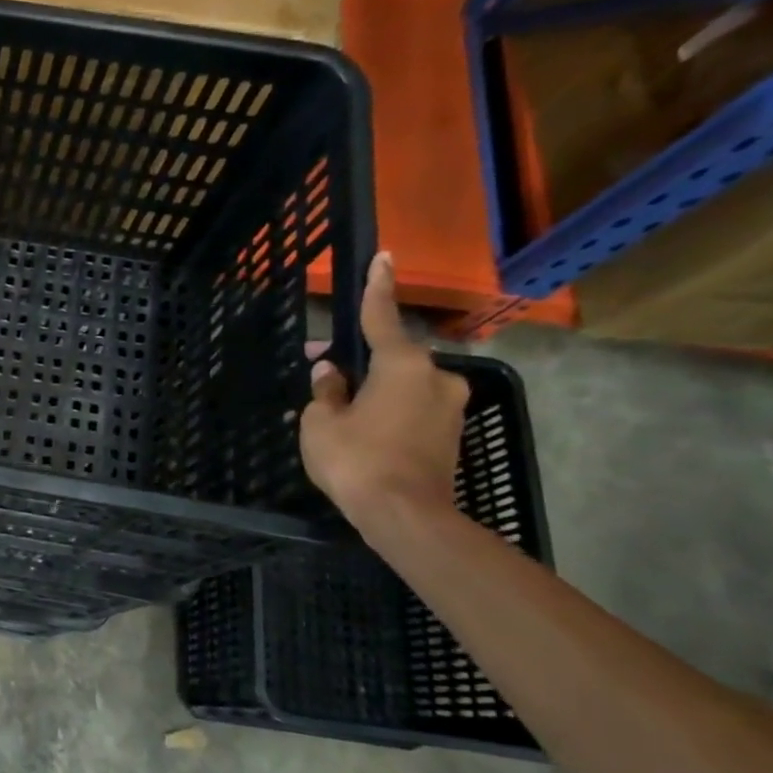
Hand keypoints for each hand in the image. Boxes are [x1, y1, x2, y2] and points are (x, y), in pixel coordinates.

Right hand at [300, 251, 468, 534]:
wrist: (406, 515)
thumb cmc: (356, 460)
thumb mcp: (321, 422)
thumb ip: (327, 392)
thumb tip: (331, 375)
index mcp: (402, 365)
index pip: (382, 318)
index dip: (378, 288)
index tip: (384, 257)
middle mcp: (435, 377)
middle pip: (391, 357)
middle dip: (358, 359)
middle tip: (320, 367)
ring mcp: (449, 407)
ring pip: (402, 385)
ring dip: (372, 388)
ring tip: (338, 410)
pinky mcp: (451, 434)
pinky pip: (412, 409)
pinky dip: (388, 411)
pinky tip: (362, 432)